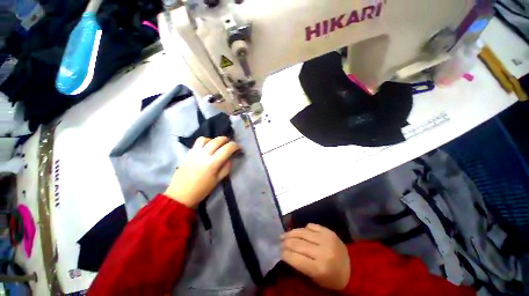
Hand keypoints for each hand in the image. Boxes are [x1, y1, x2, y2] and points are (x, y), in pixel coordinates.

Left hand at [164, 136, 239, 206]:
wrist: (180, 194)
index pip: (227, 149)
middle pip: (217, 140)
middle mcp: (203, 155)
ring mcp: (194, 152)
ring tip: (218, 145)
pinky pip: (198, 142)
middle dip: (226, 140)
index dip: (235, 146)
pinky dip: (205, 141)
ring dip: (215, 140)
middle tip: (230, 144)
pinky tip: (207, 147)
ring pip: (206, 139)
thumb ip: (226, 167)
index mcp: (212, 163)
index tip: (238, 148)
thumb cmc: (201, 189)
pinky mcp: (188, 153)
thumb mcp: (218, 180)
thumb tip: (229, 158)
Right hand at [281, 224, 350, 290]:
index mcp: (319, 268)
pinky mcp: (329, 232)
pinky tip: (300, 231)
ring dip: (291, 232)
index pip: (296, 258)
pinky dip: (305, 228)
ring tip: (284, 234)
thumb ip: (300, 265)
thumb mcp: (315, 279)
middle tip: (279, 241)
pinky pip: (313, 226)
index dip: (284, 254)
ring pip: (303, 232)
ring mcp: (327, 239)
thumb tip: (286, 252)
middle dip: (286, 242)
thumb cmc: (332, 279)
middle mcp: (322, 251)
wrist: (353, 270)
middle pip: (298, 243)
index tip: (278, 251)